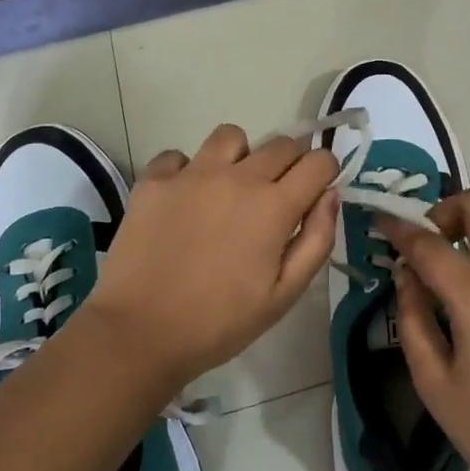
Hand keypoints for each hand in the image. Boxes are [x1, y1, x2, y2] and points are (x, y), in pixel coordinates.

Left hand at [86, 124, 339, 392]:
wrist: (139, 333)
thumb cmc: (219, 322)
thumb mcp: (284, 295)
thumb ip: (316, 241)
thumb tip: (330, 196)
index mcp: (274, 206)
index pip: (319, 161)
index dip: (326, 172)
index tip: (316, 191)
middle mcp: (237, 177)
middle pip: (281, 143)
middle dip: (291, 162)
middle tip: (277, 195)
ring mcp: (192, 174)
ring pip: (231, 137)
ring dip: (241, 156)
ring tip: (229, 188)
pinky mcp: (154, 180)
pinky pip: (179, 156)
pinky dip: (187, 170)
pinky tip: (184, 200)